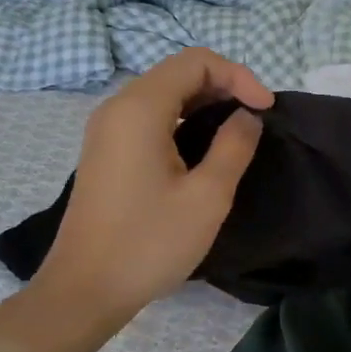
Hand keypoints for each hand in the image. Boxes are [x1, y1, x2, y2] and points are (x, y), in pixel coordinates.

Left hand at [33, 47, 270, 328]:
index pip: (195, 61)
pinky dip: (181, 120)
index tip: (265, 110)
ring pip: (163, 95)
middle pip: (177, 73)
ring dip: (203, 103)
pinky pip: (148, 117)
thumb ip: (234, 146)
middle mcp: (118, 107)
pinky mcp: (105, 151)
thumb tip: (246, 116)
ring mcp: (106, 129)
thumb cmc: (149, 243)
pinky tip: (201, 149)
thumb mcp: (207, 196)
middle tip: (255, 120)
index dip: (238, 75)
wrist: (84, 289)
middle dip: (222, 86)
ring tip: (235, 132)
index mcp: (140, 109)